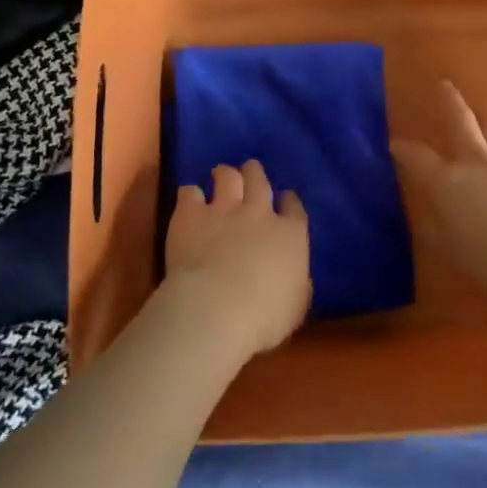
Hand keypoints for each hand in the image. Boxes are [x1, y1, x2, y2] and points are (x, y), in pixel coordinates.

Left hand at [162, 160, 310, 360]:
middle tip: (251, 170)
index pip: (294, 209)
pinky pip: (190, 193)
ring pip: (227, 177)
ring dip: (225, 174)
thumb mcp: (296, 307)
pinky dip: (190, 194)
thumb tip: (297, 276)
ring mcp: (223, 210)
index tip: (286, 198)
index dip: (290, 201)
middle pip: (259, 182)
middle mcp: (258, 214)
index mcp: (289, 235)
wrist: (217, 308)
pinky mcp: (191, 215)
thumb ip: (298, 284)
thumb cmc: (265, 317)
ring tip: (220, 173)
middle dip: (255, 173)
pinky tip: (188, 198)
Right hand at [392, 81, 486, 303]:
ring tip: (484, 126)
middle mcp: (476, 162)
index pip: (417, 158)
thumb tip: (427, 217)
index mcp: (448, 183)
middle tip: (444, 85)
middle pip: (460, 121)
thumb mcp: (453, 252)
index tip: (393, 143)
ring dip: (485, 127)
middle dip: (449, 102)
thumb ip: (436, 230)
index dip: (403, 149)